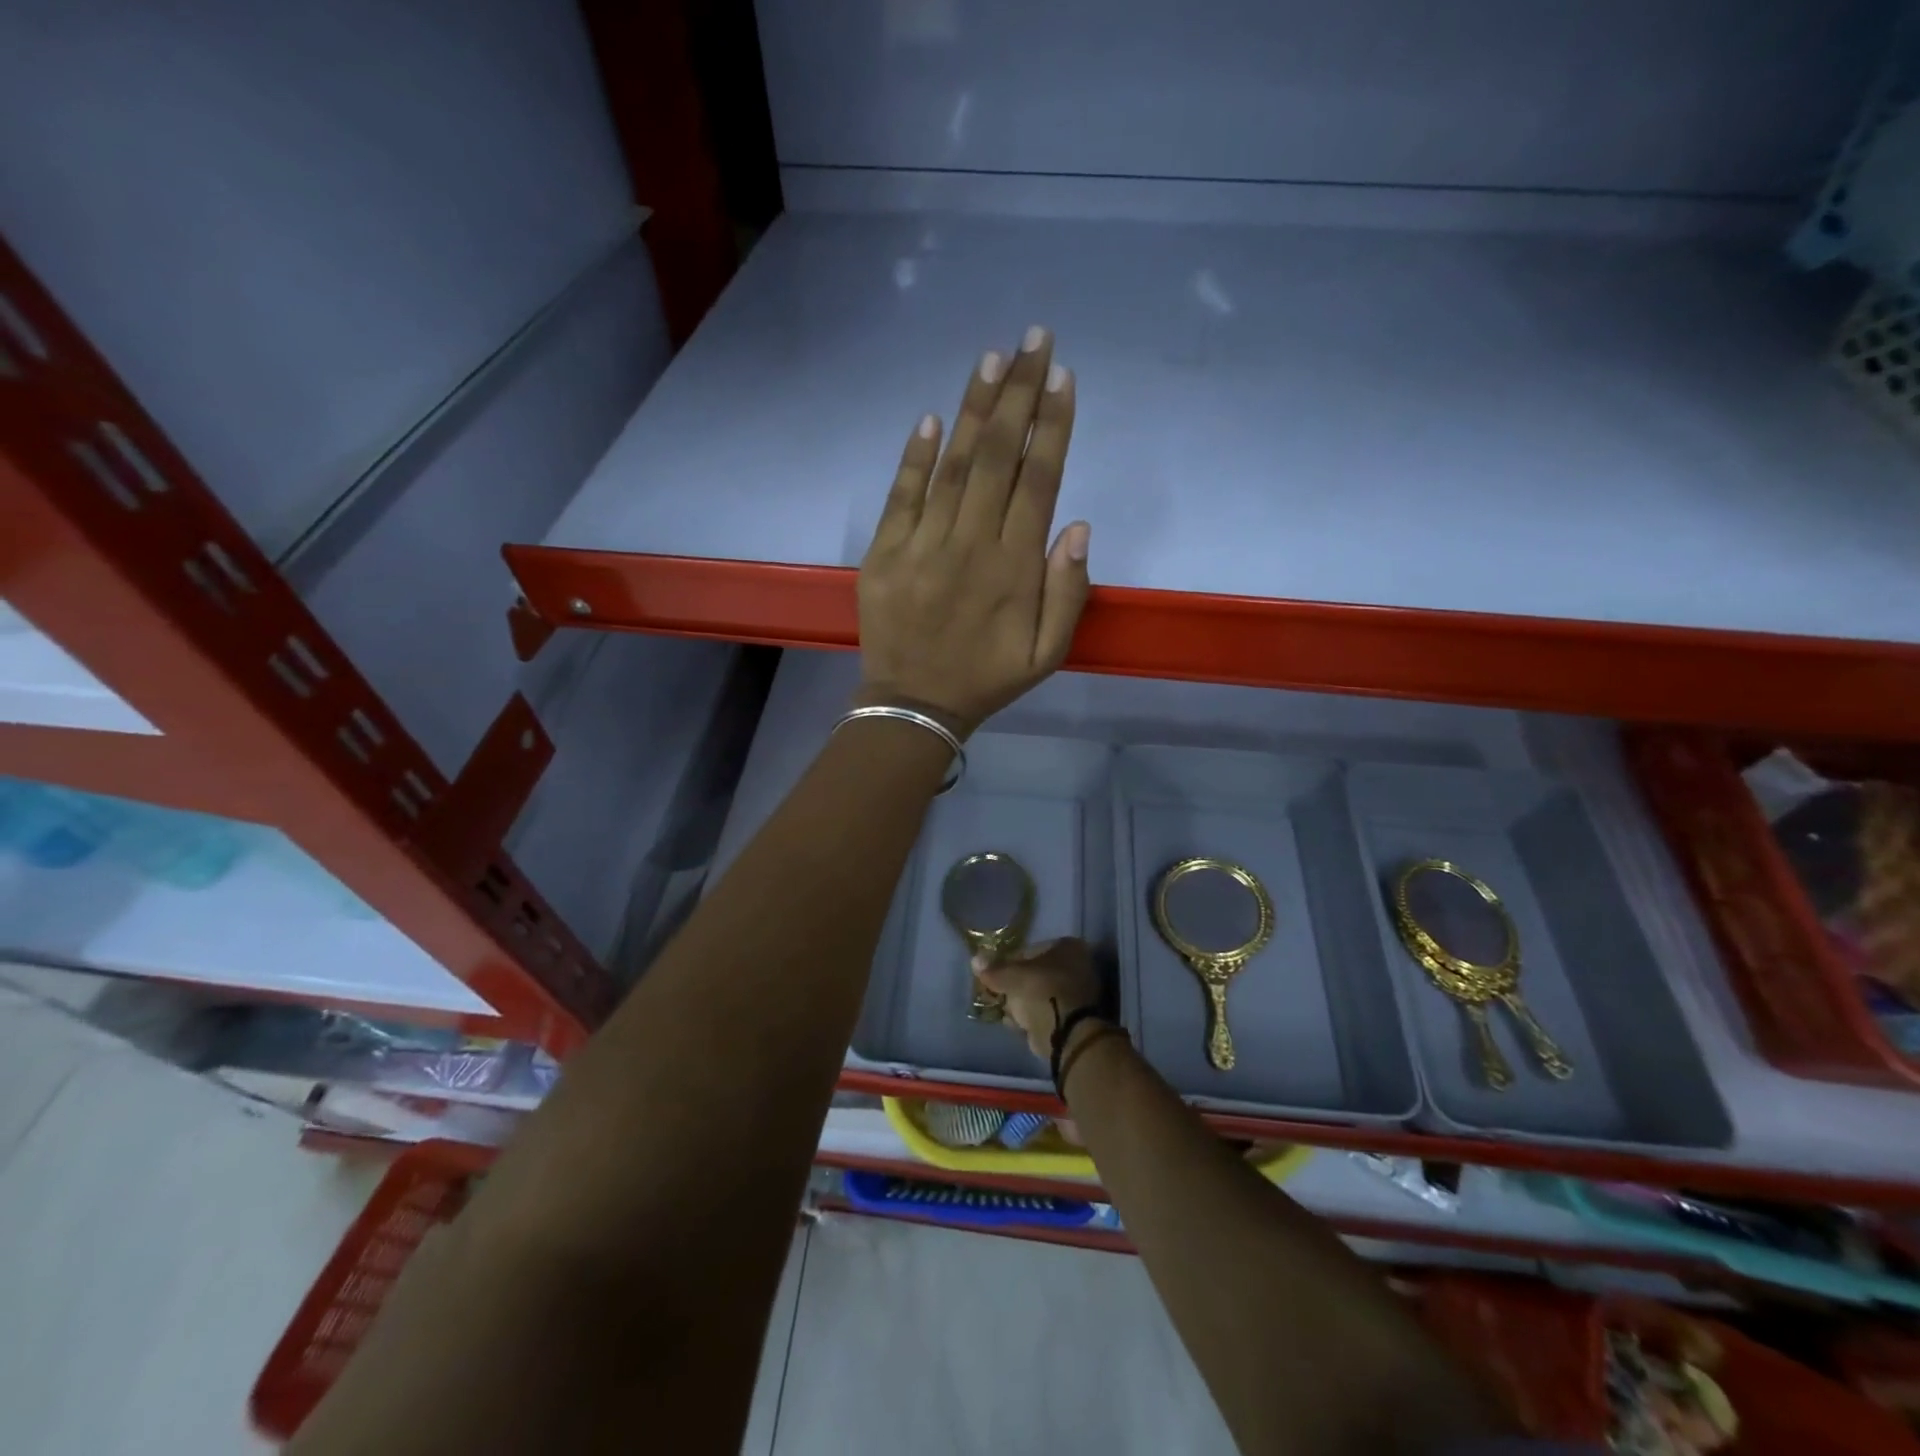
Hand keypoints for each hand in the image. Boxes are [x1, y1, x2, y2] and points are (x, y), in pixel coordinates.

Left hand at [857, 327, 1090, 735]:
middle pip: (998, 458)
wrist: (914, 704)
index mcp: (1014, 568)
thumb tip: (1076, 524)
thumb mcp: (1047, 653)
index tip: (1062, 378)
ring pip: (953, 466)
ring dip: (974, 410)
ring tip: (993, 358)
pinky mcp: (884, 553)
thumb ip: (1068, 592)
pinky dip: (916, 456)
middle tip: (1034, 340)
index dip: (1052, 426)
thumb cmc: (988, 678)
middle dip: (1019, 394)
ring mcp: (922, 546)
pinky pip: (901, 495)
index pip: (1037, 481)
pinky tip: (933, 417)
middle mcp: (969, 546)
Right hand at [973, 938, 1103, 1059]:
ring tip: (1005, 1011)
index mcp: (1069, 947)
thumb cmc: (1041, 992)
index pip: (1032, 950)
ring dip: (1024, 1003)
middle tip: (999, 993)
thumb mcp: (1011, 977)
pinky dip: (1033, 1018)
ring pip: (1042, 995)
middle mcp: (1079, 966)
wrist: (1066, 1034)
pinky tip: (1017, 1024)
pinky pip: (1047, 1013)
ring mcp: (1080, 994)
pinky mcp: (1075, 1020)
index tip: (996, 974)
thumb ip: (994, 969)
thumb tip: (975, 960)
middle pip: (1038, 973)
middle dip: (1018, 984)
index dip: (1011, 961)